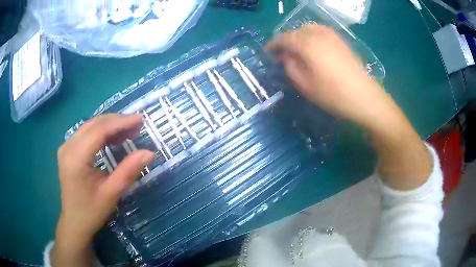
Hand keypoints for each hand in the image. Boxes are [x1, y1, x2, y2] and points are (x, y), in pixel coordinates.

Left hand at [52, 114, 154, 266]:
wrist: (74, 221)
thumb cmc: (92, 211)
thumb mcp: (111, 194)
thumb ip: (128, 171)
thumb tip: (150, 153)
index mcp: (76, 158)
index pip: (99, 131)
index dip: (121, 122)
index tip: (141, 120)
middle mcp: (68, 146)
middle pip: (94, 124)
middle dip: (117, 122)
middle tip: (138, 127)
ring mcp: (66, 146)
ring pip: (90, 126)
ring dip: (110, 126)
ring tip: (129, 132)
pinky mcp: (68, 149)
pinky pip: (86, 133)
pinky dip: (102, 132)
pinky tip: (113, 139)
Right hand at [266, 25, 395, 127]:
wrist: (364, 96)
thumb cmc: (333, 94)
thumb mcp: (305, 85)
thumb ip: (290, 67)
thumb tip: (285, 57)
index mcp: (306, 43)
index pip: (283, 38)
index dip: (273, 44)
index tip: (267, 52)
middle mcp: (318, 33)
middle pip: (295, 31)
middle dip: (286, 41)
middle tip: (283, 54)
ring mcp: (331, 35)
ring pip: (308, 29)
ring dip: (299, 37)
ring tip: (297, 50)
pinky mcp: (341, 40)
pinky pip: (320, 32)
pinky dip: (311, 37)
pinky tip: (313, 48)